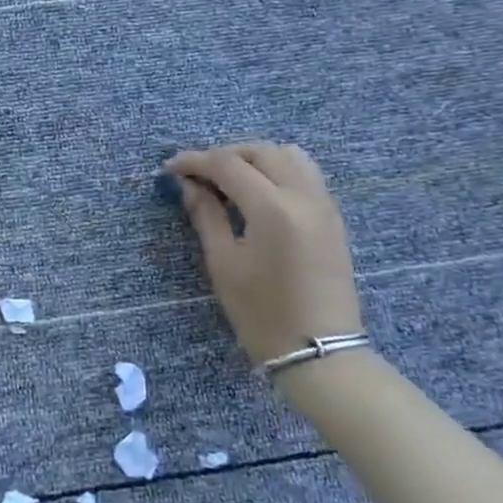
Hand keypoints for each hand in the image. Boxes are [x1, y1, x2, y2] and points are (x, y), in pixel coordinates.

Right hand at [165, 143, 362, 366]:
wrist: (319, 351)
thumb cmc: (262, 312)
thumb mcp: (224, 263)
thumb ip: (206, 216)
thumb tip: (188, 185)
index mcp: (273, 208)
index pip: (228, 164)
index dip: (194, 161)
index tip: (170, 168)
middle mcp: (303, 196)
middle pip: (261, 151)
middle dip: (225, 155)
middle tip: (197, 174)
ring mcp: (324, 205)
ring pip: (289, 155)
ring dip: (255, 158)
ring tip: (229, 179)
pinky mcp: (333, 217)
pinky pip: (305, 173)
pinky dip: (277, 170)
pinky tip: (257, 193)